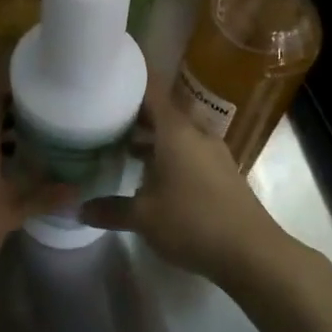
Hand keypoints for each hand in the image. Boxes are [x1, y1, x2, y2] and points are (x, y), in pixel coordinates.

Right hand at [80, 82, 294, 288]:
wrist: (253, 253)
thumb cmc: (193, 223)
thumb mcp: (143, 218)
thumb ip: (109, 209)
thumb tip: (78, 209)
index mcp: (176, 131)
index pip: (150, 89)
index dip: (128, 80)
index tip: (104, 78)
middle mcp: (195, 133)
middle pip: (160, 112)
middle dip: (132, 114)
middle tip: (99, 118)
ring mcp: (211, 153)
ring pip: (174, 134)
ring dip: (148, 138)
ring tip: (117, 147)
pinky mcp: (220, 173)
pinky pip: (186, 152)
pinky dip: (165, 155)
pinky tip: (146, 177)